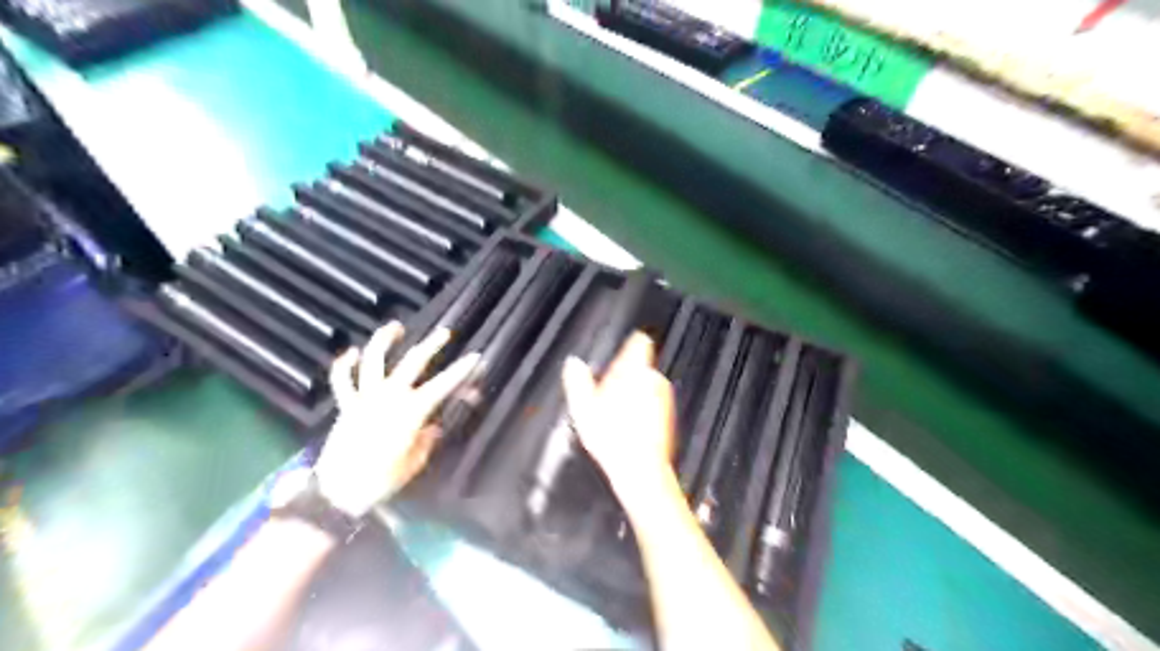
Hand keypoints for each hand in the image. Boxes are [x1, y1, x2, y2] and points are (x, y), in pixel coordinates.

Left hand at [316, 321, 476, 518]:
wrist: (339, 491)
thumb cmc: (382, 479)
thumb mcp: (414, 462)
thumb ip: (426, 439)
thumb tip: (433, 426)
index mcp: (412, 411)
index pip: (443, 385)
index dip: (461, 370)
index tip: (474, 357)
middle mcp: (390, 396)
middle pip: (413, 362)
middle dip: (431, 345)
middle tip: (444, 333)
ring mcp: (365, 398)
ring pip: (374, 360)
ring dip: (384, 340)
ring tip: (395, 327)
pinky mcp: (346, 405)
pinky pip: (342, 380)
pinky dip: (344, 364)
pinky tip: (350, 352)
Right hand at [566, 334, 680, 510]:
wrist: (640, 469)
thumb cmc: (611, 437)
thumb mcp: (583, 407)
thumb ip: (578, 380)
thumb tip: (573, 363)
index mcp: (634, 371)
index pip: (638, 343)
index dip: (629, 345)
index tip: (621, 352)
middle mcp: (653, 379)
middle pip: (639, 367)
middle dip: (625, 377)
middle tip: (605, 395)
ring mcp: (664, 397)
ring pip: (646, 386)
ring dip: (633, 394)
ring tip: (614, 415)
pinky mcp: (669, 415)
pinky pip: (653, 404)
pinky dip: (642, 410)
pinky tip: (627, 427)